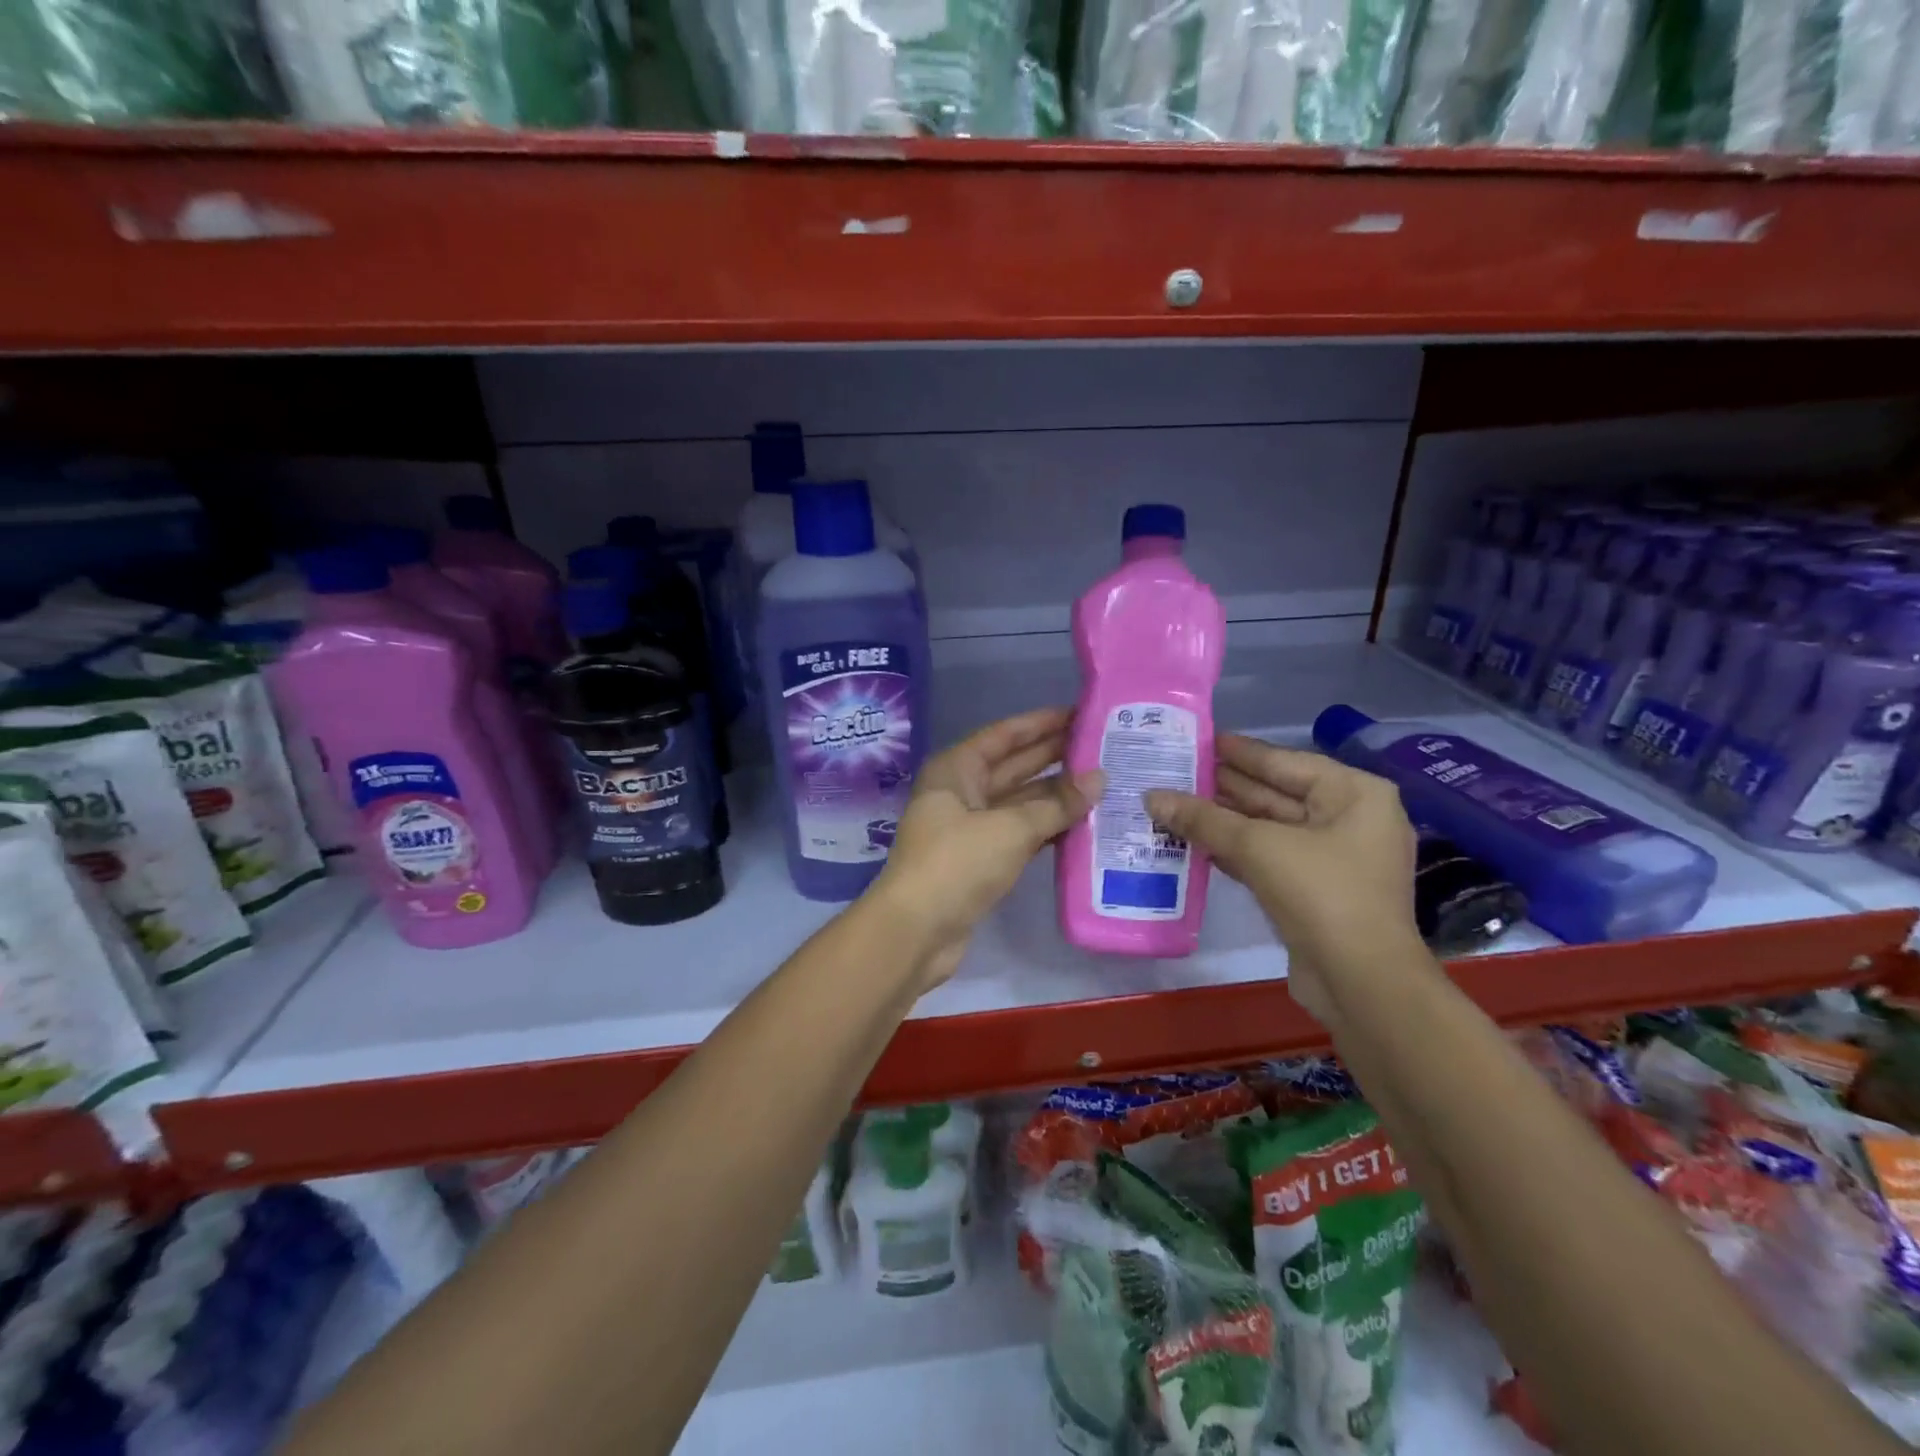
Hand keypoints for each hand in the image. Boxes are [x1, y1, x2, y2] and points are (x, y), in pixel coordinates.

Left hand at [871, 707, 1100, 990]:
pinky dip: (1048, 828)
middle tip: (1104, 747)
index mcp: (957, 769)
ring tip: (1105, 783)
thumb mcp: (1010, 828)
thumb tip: (1099, 778)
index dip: (1042, 723)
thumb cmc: (957, 864)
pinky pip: (1021, 833)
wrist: (916, 932)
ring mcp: (971, 827)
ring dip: (1057, 796)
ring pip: (1021, 802)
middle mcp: (962, 791)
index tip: (1081, 714)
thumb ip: (1057, 804)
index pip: (1005, 735)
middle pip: (1014, 766)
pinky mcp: (982, 859)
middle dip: (1056, 757)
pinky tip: (1085, 824)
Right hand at [1145, 734, 1422, 1023]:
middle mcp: (1350, 819)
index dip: (1239, 751)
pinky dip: (1236, 850)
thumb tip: (1151, 796)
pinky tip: (1196, 842)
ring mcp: (1335, 858)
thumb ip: (1203, 818)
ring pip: (1270, 828)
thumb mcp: (1258, 847)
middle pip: (1276, 793)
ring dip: (1225, 820)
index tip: (1199, 740)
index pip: (1284, 761)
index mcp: (1353, 794)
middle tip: (1176, 771)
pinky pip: (1270, 858)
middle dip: (1226, 787)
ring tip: (1175, 803)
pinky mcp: (1318, 891)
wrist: (1362, 983)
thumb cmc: (1321, 894)